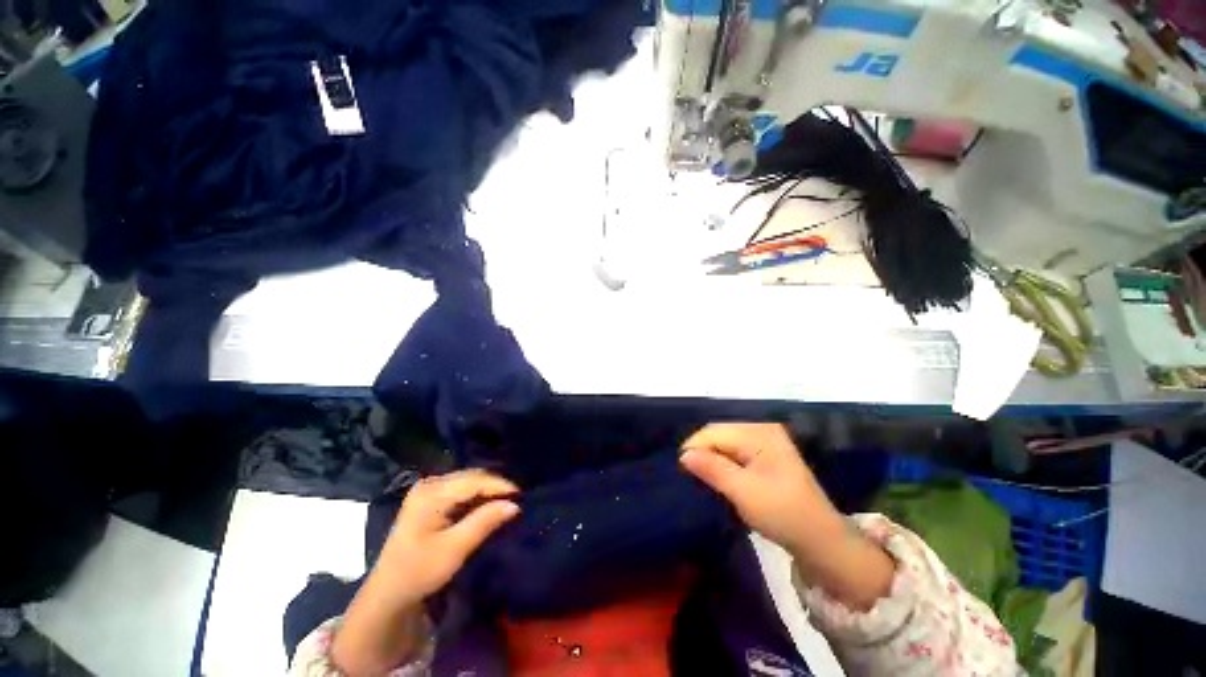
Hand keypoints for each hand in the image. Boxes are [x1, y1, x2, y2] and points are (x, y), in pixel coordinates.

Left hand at [374, 469, 520, 603]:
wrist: (389, 592)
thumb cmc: (419, 572)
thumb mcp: (454, 549)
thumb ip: (484, 522)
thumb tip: (514, 504)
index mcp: (431, 493)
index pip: (474, 480)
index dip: (500, 485)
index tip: (521, 496)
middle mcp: (429, 483)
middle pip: (471, 477)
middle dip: (495, 486)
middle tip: (516, 499)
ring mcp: (427, 489)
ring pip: (467, 481)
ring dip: (487, 490)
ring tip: (506, 500)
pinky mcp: (429, 497)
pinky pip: (460, 488)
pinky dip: (476, 495)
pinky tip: (487, 504)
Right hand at [680, 423, 893, 609]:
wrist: (821, 540)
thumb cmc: (783, 514)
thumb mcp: (743, 491)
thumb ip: (712, 469)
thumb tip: (683, 455)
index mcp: (759, 433)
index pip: (714, 432)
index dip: (694, 447)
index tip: (680, 470)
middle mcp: (762, 430)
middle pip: (719, 434)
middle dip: (702, 452)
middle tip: (689, 476)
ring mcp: (766, 442)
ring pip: (725, 443)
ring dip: (711, 459)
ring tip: (701, 478)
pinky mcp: (766, 456)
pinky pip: (735, 452)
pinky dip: (723, 464)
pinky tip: (718, 478)